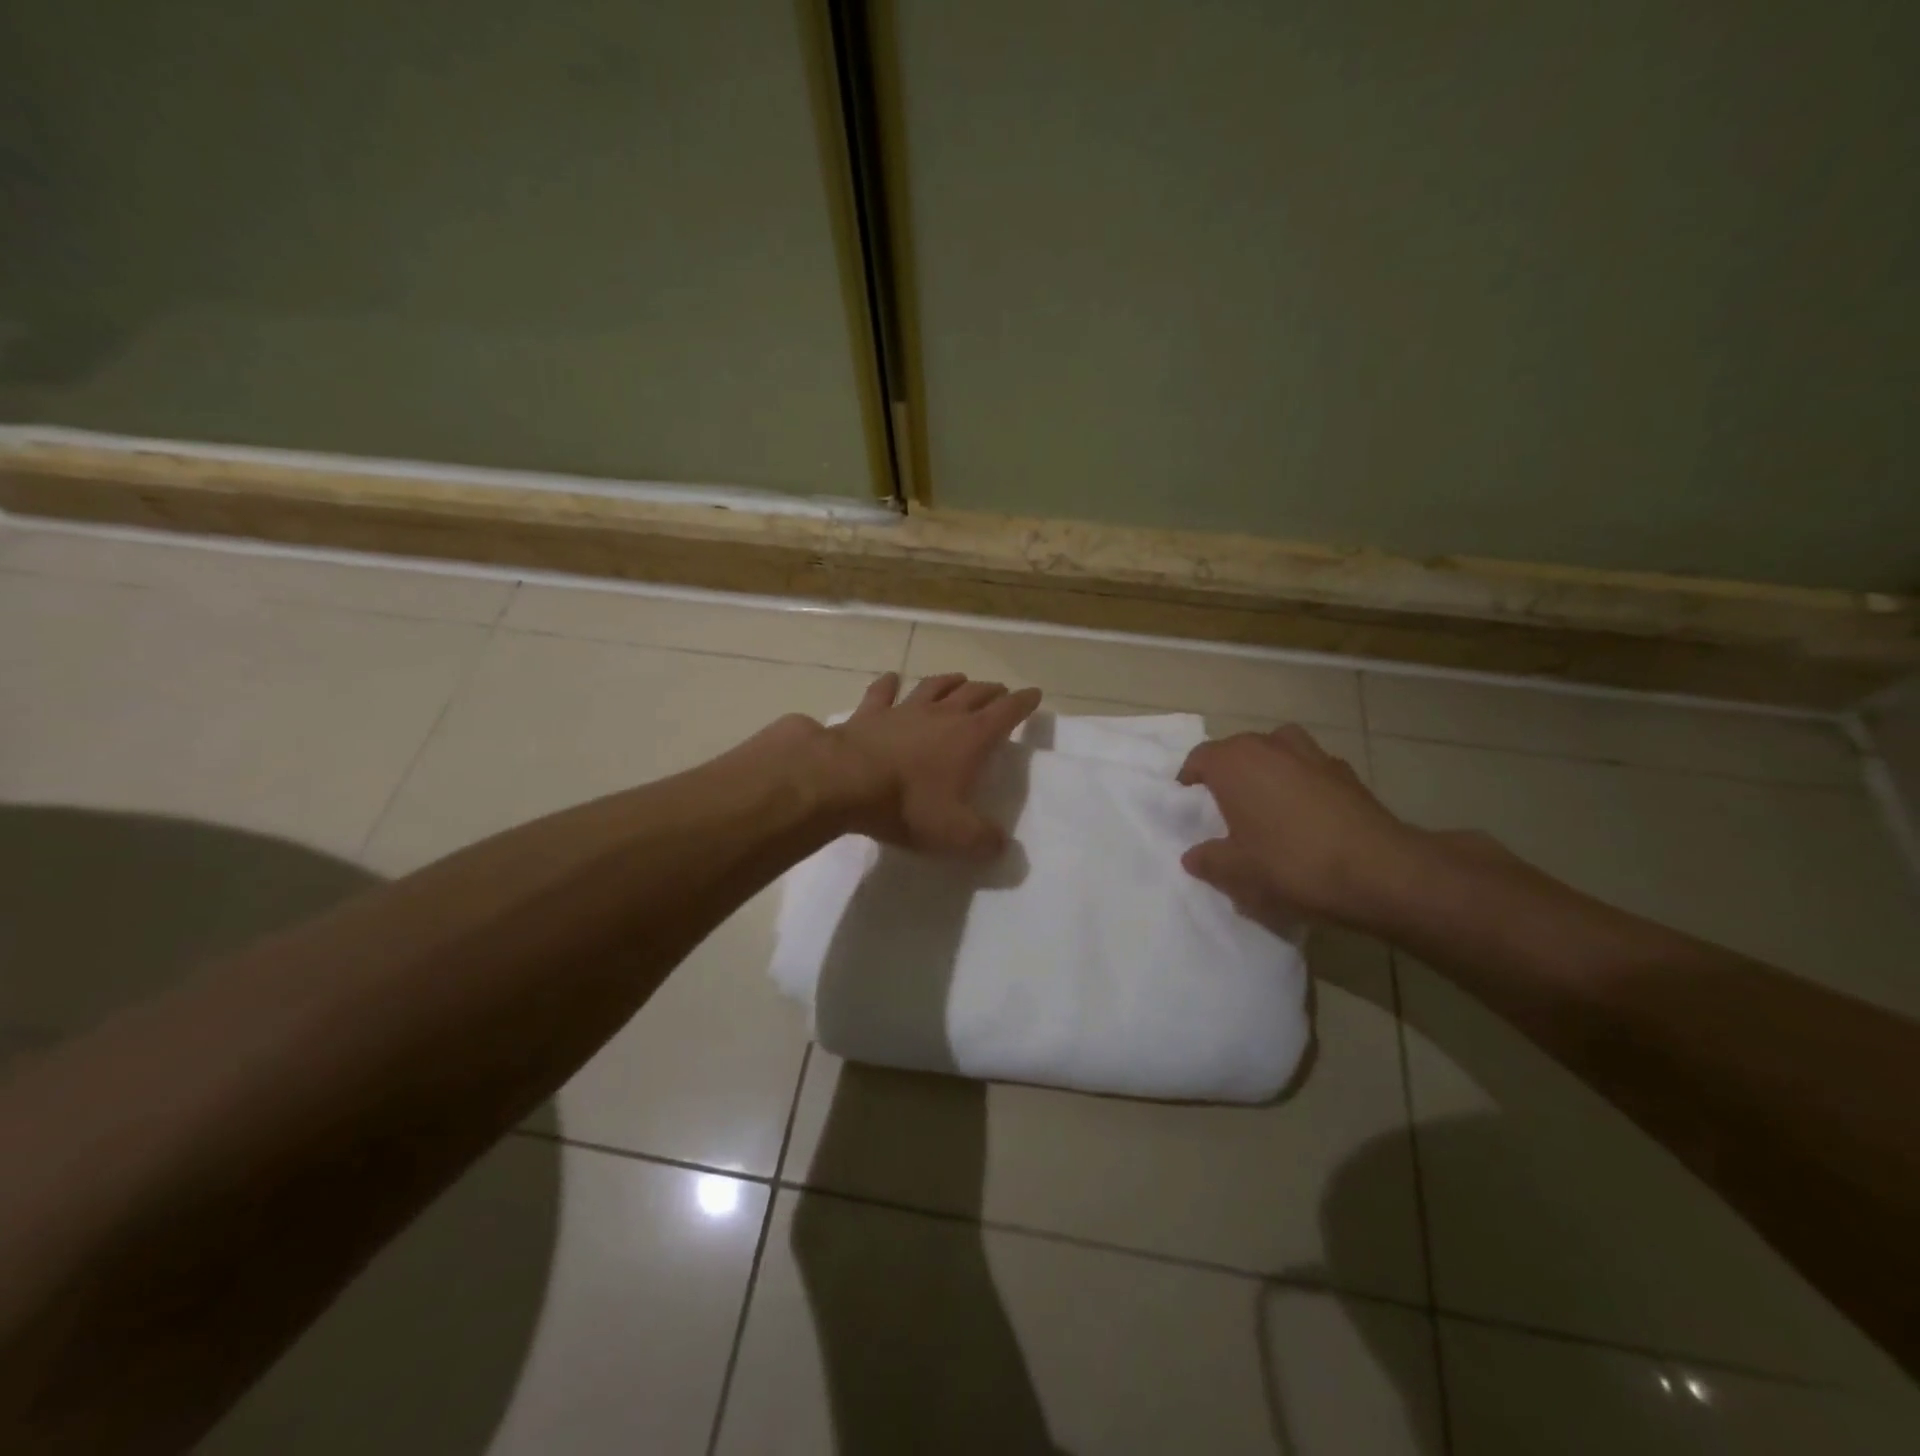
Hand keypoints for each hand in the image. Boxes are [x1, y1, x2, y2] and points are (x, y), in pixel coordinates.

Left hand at [815, 671, 1042, 856]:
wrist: (845, 783)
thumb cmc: (908, 806)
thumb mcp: (955, 835)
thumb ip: (984, 840)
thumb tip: (1002, 845)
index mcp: (970, 738)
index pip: (1005, 713)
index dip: (1022, 704)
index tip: (1034, 695)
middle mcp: (941, 715)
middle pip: (973, 694)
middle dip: (990, 691)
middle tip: (1000, 691)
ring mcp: (903, 710)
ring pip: (933, 687)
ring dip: (949, 681)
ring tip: (960, 678)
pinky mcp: (869, 715)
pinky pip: (882, 693)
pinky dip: (888, 684)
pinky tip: (892, 678)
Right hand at [1176, 725, 1427, 931]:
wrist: (1379, 872)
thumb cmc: (1291, 864)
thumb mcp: (1236, 873)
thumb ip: (1208, 860)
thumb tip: (1195, 855)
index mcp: (1234, 762)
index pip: (1199, 758)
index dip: (1189, 779)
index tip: (1188, 802)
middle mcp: (1270, 745)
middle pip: (1238, 750)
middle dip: (1229, 773)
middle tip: (1226, 808)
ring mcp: (1313, 754)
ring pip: (1278, 752)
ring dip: (1268, 770)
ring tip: (1268, 805)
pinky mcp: (1346, 772)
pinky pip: (1310, 770)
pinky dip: (1302, 784)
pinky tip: (1308, 818)